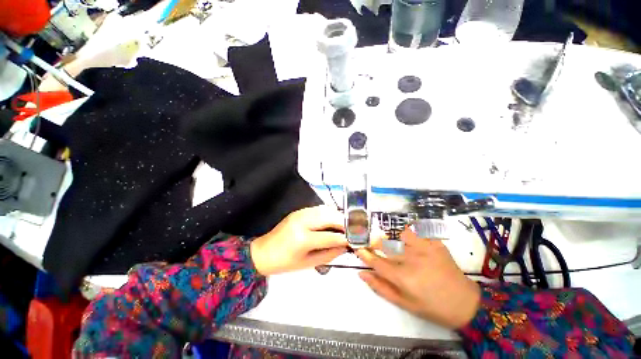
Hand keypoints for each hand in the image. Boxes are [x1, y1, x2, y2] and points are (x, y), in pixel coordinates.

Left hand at [250, 206, 348, 275]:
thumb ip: (329, 254)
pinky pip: (318, 208)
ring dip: (338, 215)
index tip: (356, 239)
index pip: (330, 236)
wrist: (263, 252)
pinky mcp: (299, 211)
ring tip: (346, 224)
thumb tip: (345, 246)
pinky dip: (329, 213)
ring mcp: (300, 213)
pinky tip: (333, 219)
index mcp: (302, 239)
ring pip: (325, 209)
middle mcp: (302, 221)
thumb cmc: (285, 263)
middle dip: (344, 222)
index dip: (345, 238)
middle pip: (329, 216)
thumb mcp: (308, 263)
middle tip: (354, 229)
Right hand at [356, 228, 480, 328]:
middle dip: (375, 242)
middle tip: (374, 244)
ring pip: (400, 234)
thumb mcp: (405, 304)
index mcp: (404, 278)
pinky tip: (413, 242)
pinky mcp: (436, 243)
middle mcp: (412, 260)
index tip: (357, 247)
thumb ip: (381, 287)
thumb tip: (362, 274)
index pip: (376, 261)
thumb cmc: (432, 307)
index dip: (364, 254)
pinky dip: (411, 234)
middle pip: (385, 245)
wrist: (465, 303)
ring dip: (394, 238)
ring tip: (397, 245)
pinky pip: (417, 231)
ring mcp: (426, 249)